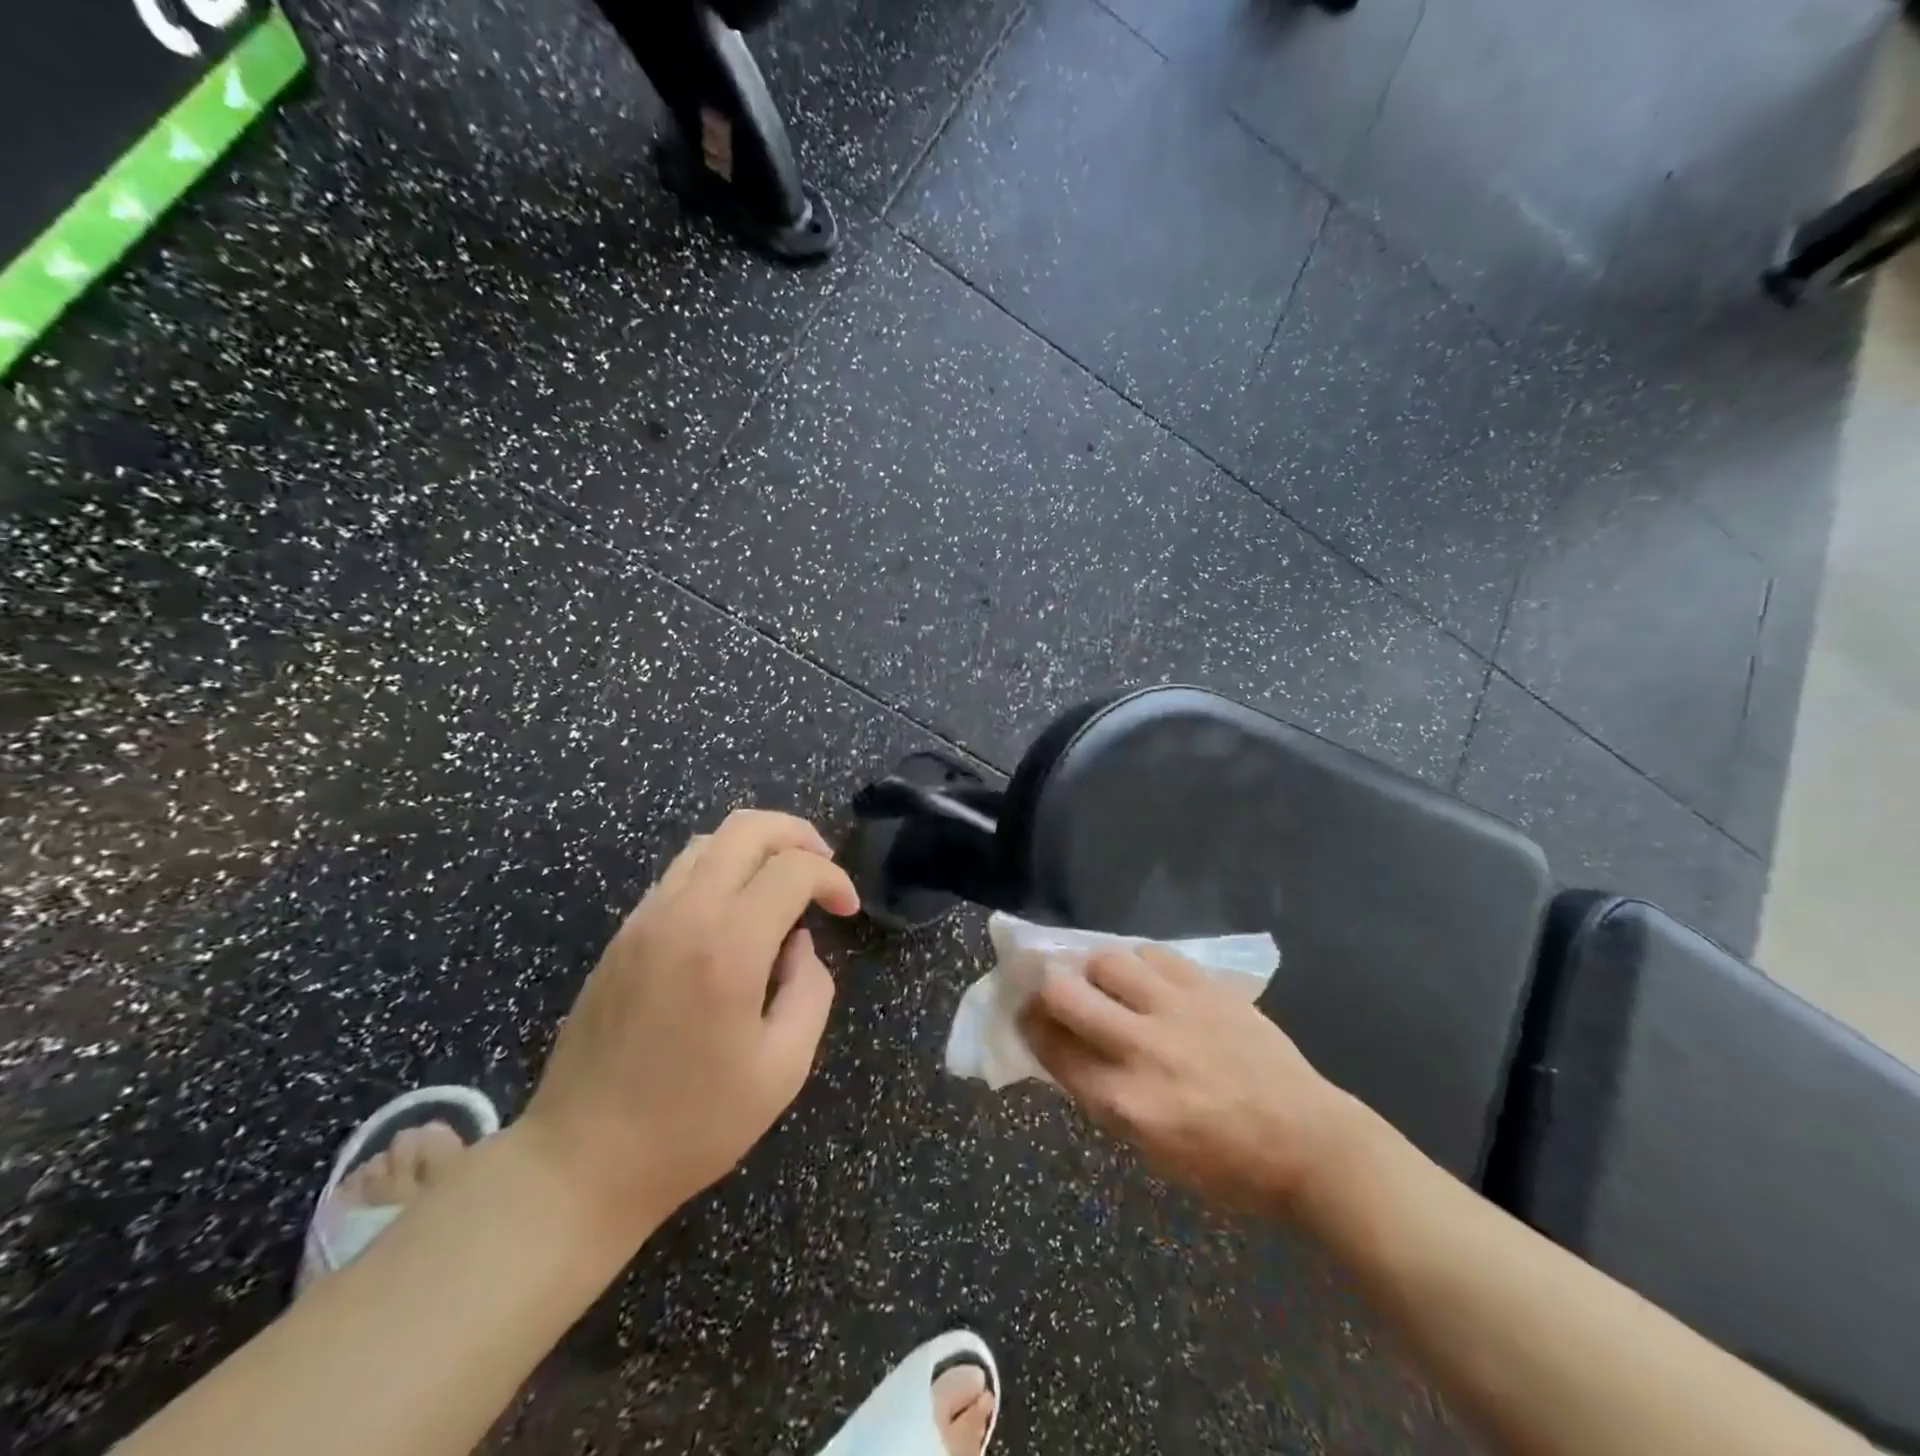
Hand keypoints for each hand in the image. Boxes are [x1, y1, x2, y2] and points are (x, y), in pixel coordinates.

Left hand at [522, 809, 858, 1239]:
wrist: (582, 1161)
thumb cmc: (693, 1124)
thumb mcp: (783, 1068)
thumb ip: (810, 990)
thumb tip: (799, 945)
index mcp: (727, 947)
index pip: (792, 870)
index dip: (832, 878)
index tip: (848, 910)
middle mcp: (683, 915)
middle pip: (746, 829)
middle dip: (797, 834)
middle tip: (823, 868)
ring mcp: (644, 920)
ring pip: (708, 841)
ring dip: (756, 847)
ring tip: (783, 883)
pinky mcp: (622, 936)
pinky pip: (679, 873)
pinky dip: (720, 869)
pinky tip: (735, 912)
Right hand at [1020, 945, 1356, 1218]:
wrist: (1307, 1142)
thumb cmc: (1226, 1165)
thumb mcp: (1150, 1150)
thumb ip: (1102, 1095)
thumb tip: (1066, 1047)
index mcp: (1125, 1103)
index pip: (1051, 1047)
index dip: (1028, 1024)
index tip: (1024, 1013)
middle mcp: (1142, 1048)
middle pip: (1064, 992)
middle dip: (1045, 986)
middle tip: (1050, 987)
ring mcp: (1177, 1011)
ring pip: (1107, 960)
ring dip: (1095, 969)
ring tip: (1104, 980)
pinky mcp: (1208, 988)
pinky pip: (1154, 953)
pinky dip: (1140, 962)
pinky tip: (1146, 977)